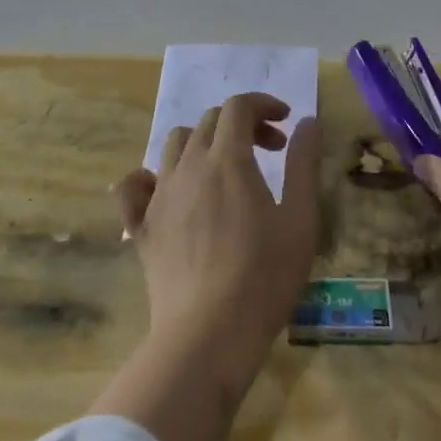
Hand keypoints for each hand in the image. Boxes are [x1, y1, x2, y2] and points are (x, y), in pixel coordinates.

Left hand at [113, 93, 319, 388]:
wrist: (209, 335)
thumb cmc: (265, 275)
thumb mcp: (300, 218)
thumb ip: (304, 164)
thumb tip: (308, 122)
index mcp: (228, 159)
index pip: (238, 107)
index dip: (264, 105)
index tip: (286, 123)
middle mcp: (188, 166)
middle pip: (209, 121)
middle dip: (242, 125)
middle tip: (270, 150)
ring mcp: (159, 196)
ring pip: (174, 145)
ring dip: (203, 143)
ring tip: (225, 169)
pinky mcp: (142, 228)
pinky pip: (132, 187)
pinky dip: (147, 177)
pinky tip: (163, 190)